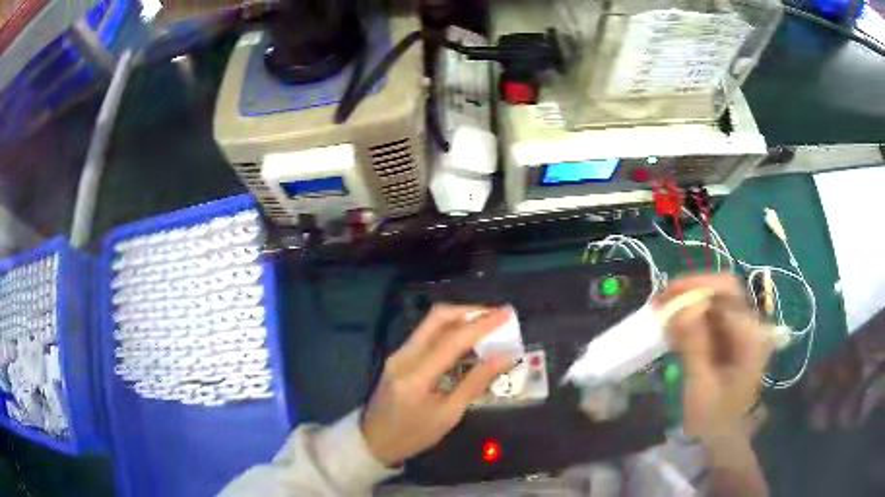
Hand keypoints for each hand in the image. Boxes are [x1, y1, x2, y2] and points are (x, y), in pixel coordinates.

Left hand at [361, 305, 514, 466]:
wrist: (374, 441)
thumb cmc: (413, 435)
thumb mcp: (448, 415)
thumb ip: (475, 383)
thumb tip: (504, 358)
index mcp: (415, 376)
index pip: (452, 339)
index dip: (482, 324)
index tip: (506, 314)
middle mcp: (404, 356)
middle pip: (437, 318)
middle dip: (469, 311)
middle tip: (496, 316)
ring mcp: (398, 354)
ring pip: (431, 323)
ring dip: (460, 319)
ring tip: (487, 325)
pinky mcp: (399, 357)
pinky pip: (427, 335)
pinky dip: (449, 331)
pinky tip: (467, 341)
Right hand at [658, 274, 772, 442]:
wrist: (724, 437)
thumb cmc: (713, 417)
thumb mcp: (701, 386)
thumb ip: (695, 345)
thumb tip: (682, 307)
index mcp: (750, 335)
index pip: (727, 291)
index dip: (696, 286)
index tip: (665, 296)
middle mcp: (750, 325)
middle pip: (723, 290)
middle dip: (691, 291)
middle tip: (661, 302)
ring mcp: (742, 330)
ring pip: (716, 301)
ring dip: (689, 304)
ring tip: (661, 313)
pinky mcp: (732, 338)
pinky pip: (712, 317)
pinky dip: (692, 319)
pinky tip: (674, 329)